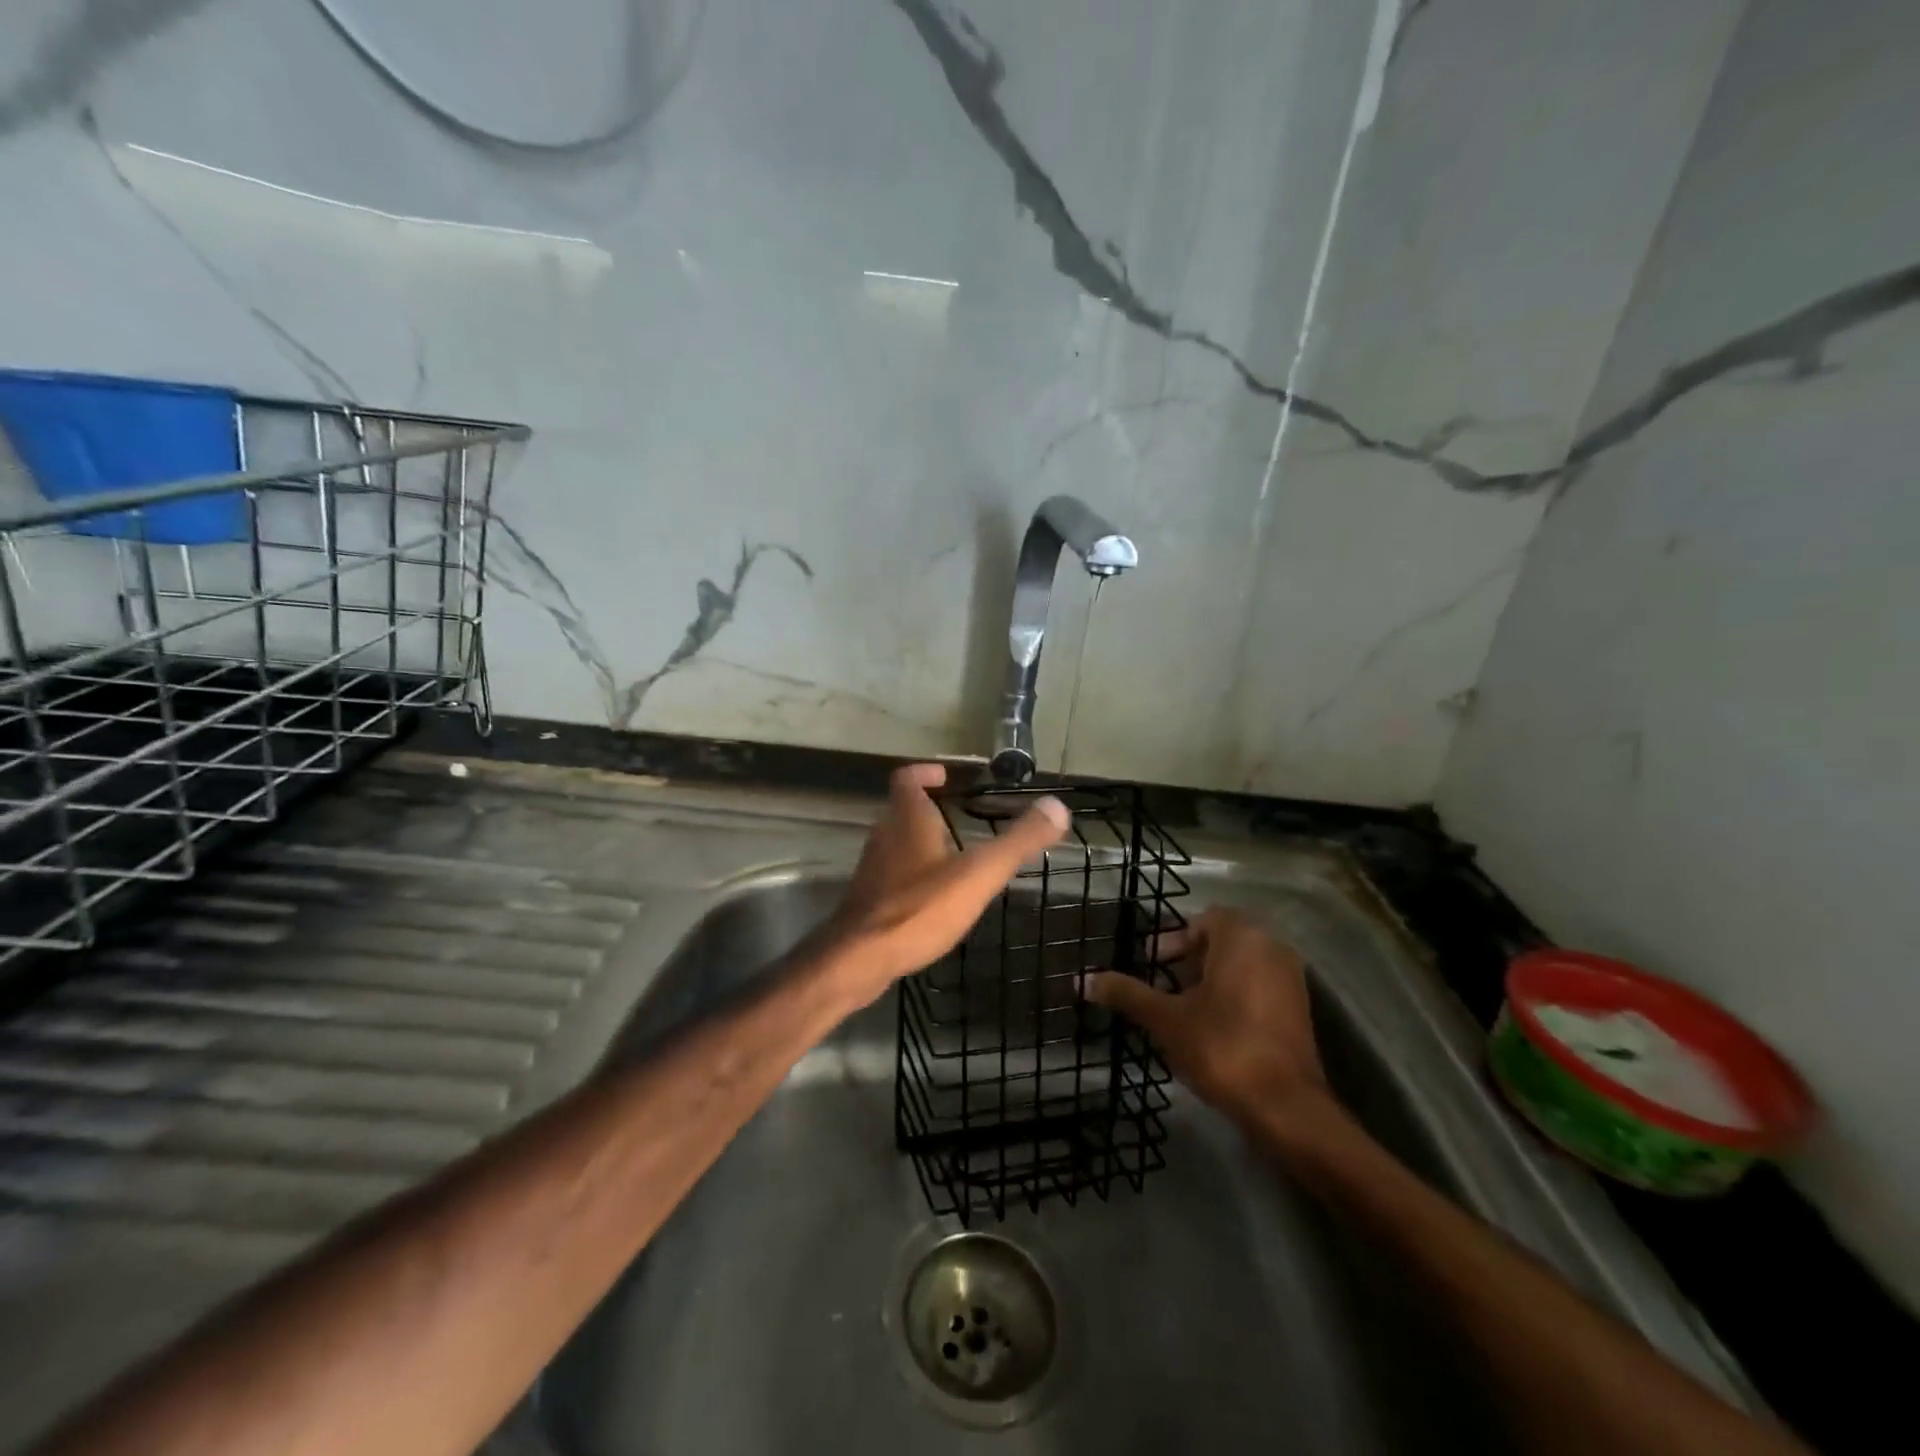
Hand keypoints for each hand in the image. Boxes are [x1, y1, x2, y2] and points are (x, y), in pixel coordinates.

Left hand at [825, 764, 1068, 1005]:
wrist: (859, 959)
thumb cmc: (919, 908)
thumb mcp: (979, 874)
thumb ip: (1018, 841)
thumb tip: (1058, 806)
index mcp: (906, 819)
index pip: (908, 778)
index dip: (926, 773)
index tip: (947, 778)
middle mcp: (884, 836)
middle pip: (901, 809)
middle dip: (928, 808)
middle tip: (959, 814)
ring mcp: (873, 869)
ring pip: (896, 842)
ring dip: (920, 841)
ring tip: (954, 853)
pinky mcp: (868, 899)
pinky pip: (892, 873)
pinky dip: (913, 873)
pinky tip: (934, 896)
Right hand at [1085, 907, 1329, 1128]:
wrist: (1285, 1107)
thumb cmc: (1222, 1046)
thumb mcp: (1165, 1018)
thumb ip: (1126, 993)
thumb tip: (1081, 980)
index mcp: (1243, 938)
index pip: (1204, 920)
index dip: (1173, 938)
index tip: (1150, 961)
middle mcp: (1272, 948)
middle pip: (1223, 940)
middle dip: (1188, 958)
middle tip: (1161, 982)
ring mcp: (1291, 980)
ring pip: (1242, 965)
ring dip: (1209, 978)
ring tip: (1180, 1006)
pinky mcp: (1298, 1011)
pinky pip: (1259, 986)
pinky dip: (1232, 994)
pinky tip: (1210, 1026)